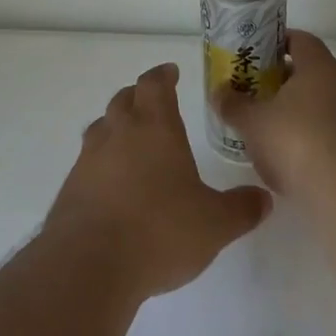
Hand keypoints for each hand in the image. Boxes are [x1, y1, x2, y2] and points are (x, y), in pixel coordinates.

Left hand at [46, 62, 270, 299]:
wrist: (89, 262)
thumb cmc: (159, 231)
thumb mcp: (214, 225)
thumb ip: (241, 208)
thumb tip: (263, 198)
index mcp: (154, 128)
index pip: (154, 85)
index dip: (163, 76)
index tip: (170, 72)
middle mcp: (119, 132)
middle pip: (125, 99)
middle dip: (139, 96)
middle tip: (152, 103)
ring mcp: (89, 158)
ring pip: (102, 126)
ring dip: (116, 125)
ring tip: (131, 139)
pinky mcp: (71, 186)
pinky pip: (88, 160)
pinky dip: (102, 161)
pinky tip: (112, 183)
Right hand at [214, 31, 335, 207]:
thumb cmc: (297, 143)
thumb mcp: (252, 122)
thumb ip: (233, 104)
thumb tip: (219, 92)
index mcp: (320, 68)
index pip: (300, 39)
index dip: (276, 42)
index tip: (255, 54)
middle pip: (309, 72)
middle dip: (280, 80)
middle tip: (253, 91)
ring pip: (320, 103)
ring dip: (295, 110)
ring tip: (266, 127)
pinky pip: (330, 131)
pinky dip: (309, 136)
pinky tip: (288, 157)